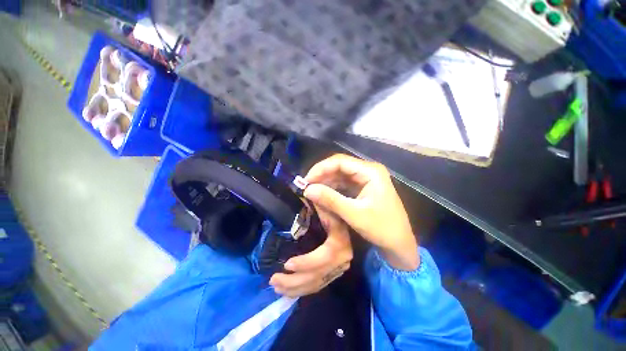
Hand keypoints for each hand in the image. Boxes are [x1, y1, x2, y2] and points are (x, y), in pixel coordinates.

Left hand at [269, 206, 352, 296]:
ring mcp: (339, 267)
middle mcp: (343, 258)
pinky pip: (319, 285)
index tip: (286, 264)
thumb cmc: (334, 212)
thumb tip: (304, 192)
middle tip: (273, 280)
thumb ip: (318, 200)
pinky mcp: (335, 272)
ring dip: (295, 288)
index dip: (307, 262)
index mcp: (340, 241)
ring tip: (276, 287)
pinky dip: (303, 289)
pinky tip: (289, 290)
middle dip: (295, 281)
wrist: (348, 221)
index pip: (325, 256)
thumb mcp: (325, 205)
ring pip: (317, 283)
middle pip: (319, 275)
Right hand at [304, 154, 418, 270]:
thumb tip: (307, 189)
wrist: (399, 244)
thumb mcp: (354, 214)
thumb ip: (330, 200)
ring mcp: (365, 179)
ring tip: (312, 192)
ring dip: (325, 183)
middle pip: (339, 166)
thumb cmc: (382, 228)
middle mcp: (367, 170)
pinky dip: (331, 189)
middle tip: (306, 188)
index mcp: (370, 171)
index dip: (320, 168)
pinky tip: (322, 196)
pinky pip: (343, 184)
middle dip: (321, 176)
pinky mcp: (362, 188)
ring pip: (339, 175)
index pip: (340, 161)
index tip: (306, 181)